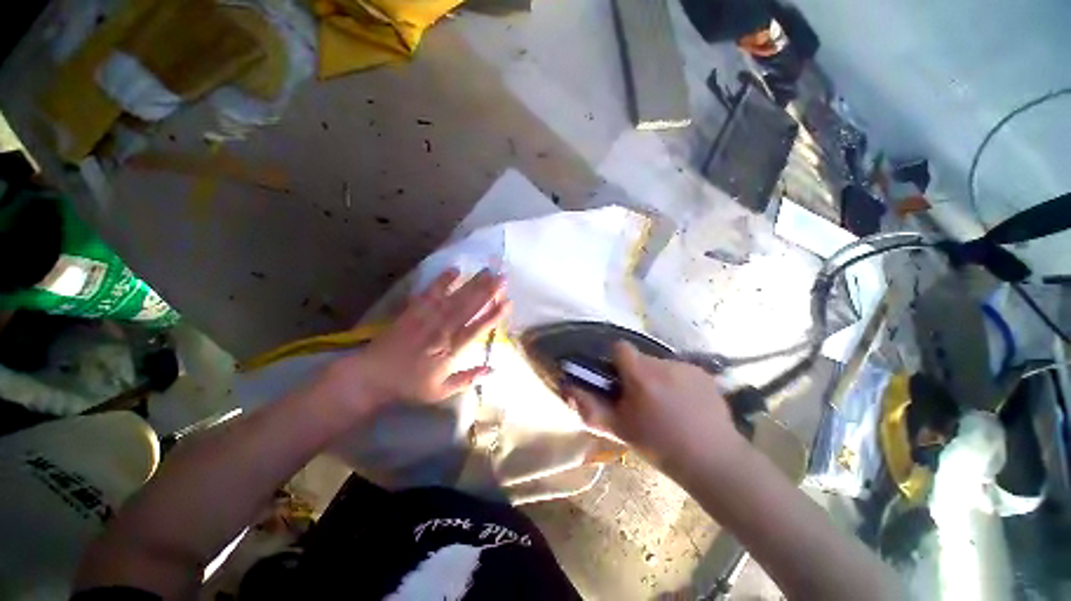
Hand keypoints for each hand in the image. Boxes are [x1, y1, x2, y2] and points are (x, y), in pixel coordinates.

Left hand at [322, 268, 507, 413]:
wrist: (372, 376)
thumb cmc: (409, 385)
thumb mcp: (441, 391)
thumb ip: (468, 379)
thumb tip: (492, 369)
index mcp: (450, 351)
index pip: (476, 329)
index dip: (493, 315)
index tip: (508, 302)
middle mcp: (441, 331)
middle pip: (468, 308)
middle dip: (487, 292)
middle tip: (503, 277)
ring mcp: (426, 319)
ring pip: (454, 298)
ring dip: (471, 284)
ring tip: (487, 271)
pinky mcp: (413, 311)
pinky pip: (429, 293)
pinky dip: (442, 281)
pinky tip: (454, 270)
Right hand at [568, 342, 746, 470]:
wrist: (713, 461)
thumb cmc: (659, 447)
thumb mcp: (620, 430)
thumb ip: (591, 408)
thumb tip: (568, 389)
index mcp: (641, 376)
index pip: (620, 347)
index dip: (615, 359)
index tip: (618, 378)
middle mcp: (664, 364)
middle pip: (640, 358)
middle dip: (636, 373)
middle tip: (642, 398)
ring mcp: (686, 367)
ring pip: (660, 364)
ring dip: (657, 378)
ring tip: (666, 404)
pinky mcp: (703, 373)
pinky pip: (680, 370)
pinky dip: (677, 381)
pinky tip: (685, 404)